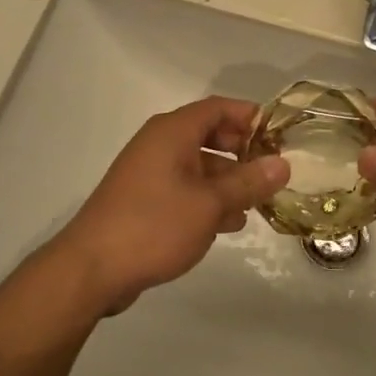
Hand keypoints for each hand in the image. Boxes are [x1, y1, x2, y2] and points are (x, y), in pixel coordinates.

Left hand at [52, 97, 287, 317]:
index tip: (278, 136)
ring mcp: (149, 173)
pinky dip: (207, 199)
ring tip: (257, 204)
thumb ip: (248, 182)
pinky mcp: (144, 200)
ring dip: (227, 180)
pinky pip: (184, 189)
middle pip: (209, 134)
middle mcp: (159, 144)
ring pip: (198, 165)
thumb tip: (282, 164)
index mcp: (172, 132)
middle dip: (242, 151)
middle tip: (270, 172)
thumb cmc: (154, 225)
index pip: (218, 107)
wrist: (92, 268)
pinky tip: (229, 223)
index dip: (249, 116)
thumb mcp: (209, 204)